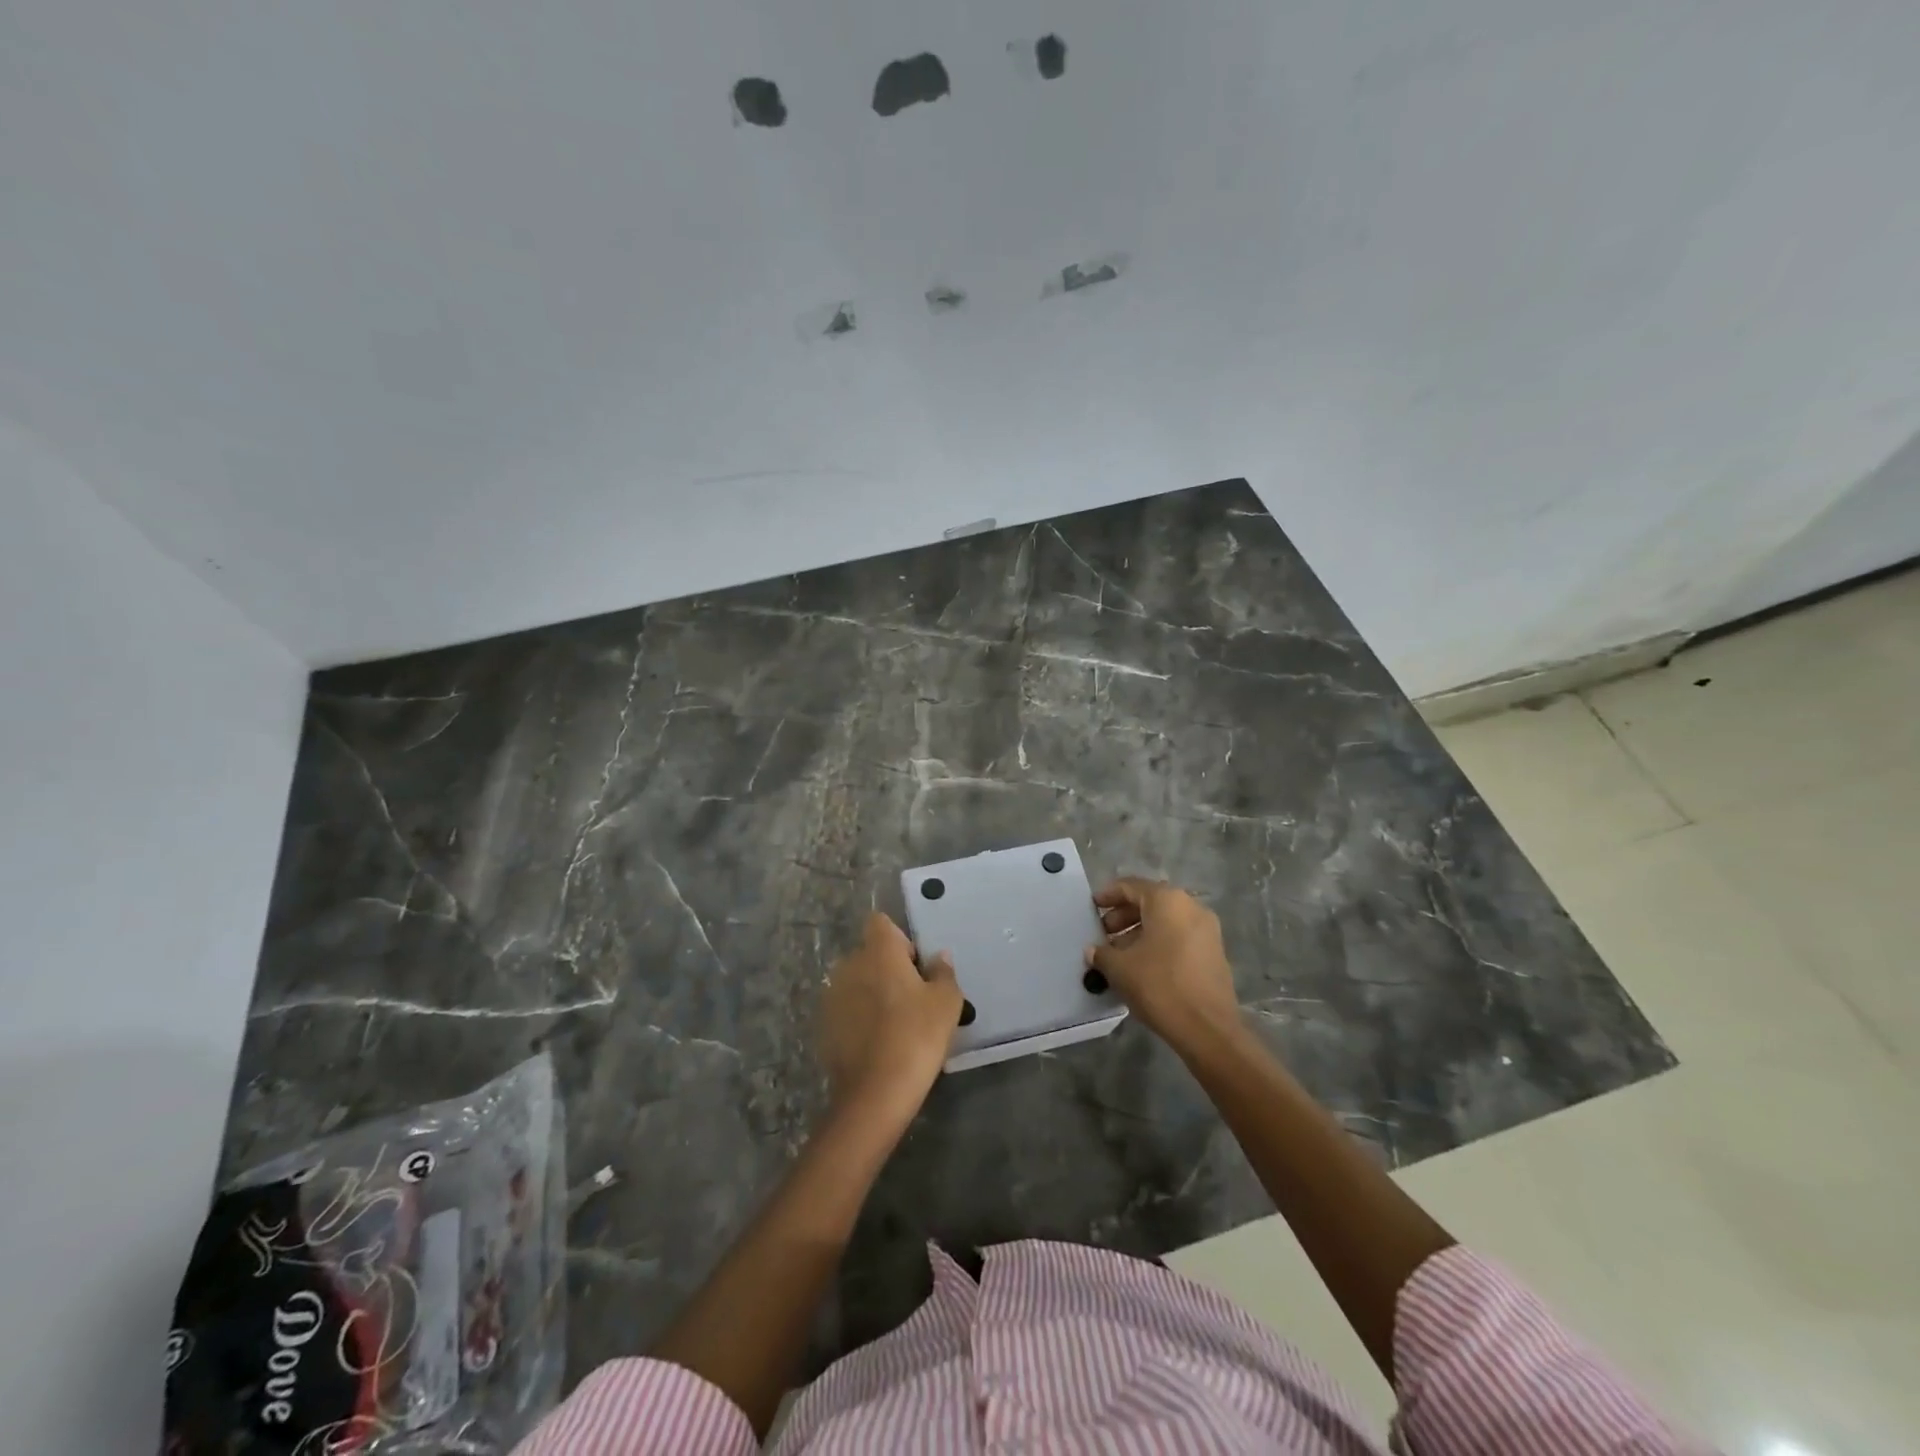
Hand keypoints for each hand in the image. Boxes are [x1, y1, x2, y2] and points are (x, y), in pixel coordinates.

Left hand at [819, 912, 962, 1120]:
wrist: (874, 1094)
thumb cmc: (916, 1036)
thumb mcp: (946, 1002)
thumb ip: (943, 972)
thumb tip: (938, 957)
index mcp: (878, 951)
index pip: (881, 923)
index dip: (900, 940)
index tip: (916, 966)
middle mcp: (849, 965)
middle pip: (870, 954)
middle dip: (888, 969)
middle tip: (913, 999)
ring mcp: (832, 996)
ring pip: (857, 983)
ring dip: (873, 994)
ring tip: (895, 1025)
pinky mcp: (823, 1026)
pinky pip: (847, 1010)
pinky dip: (860, 1019)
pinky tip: (878, 1045)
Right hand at [1086, 878, 1241, 1050]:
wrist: (1207, 1028)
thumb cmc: (1159, 985)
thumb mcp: (1120, 968)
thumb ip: (1102, 953)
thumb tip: (1093, 951)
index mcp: (1167, 900)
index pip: (1131, 886)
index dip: (1107, 895)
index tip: (1092, 907)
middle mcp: (1190, 906)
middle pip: (1150, 902)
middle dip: (1123, 916)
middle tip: (1103, 935)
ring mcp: (1207, 930)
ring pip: (1166, 921)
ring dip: (1139, 932)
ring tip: (1118, 954)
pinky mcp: (1214, 952)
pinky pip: (1179, 936)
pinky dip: (1159, 943)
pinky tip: (1142, 966)